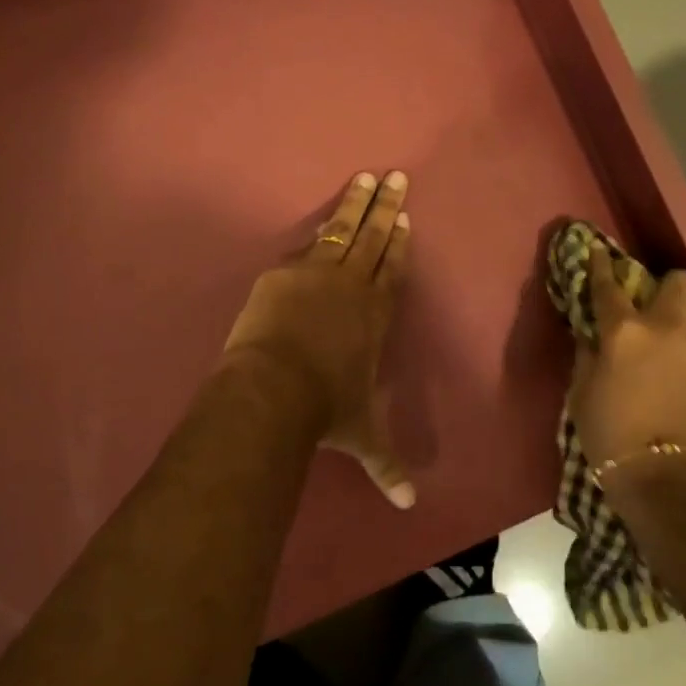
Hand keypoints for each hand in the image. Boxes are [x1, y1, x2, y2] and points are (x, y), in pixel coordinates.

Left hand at [223, 171, 415, 508]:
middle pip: (374, 237)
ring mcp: (318, 273)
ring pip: (342, 229)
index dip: (401, 243)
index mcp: (376, 315)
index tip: (406, 218)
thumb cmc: (327, 409)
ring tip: (364, 177)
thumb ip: (386, 466)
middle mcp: (353, 286)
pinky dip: (316, 231)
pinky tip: (321, 219)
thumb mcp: (362, 436)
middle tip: (395, 177)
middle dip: (385, 206)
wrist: (275, 388)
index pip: (394, 270)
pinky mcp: (284, 273)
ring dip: (355, 203)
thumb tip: (410, 508)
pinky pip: (305, 246)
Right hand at [569, 246, 685, 470]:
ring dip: (680, 329)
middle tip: (652, 305)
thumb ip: (588, 353)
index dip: (601, 264)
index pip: (608, 285)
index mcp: (625, 331)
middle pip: (678, 282)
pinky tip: (683, 385)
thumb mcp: (582, 391)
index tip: (599, 250)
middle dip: (665, 285)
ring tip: (669, 355)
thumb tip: (592, 334)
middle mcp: (668, 330)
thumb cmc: (610, 435)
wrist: (668, 481)